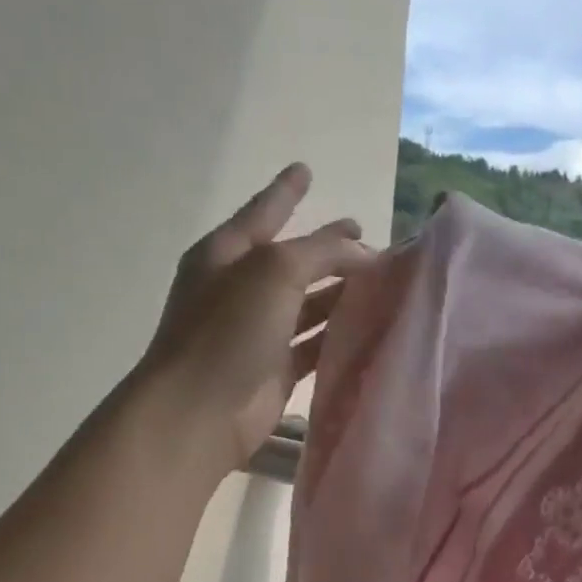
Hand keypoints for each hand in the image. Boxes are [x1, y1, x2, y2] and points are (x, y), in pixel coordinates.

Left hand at [138, 163, 371, 471]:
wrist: (200, 412)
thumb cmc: (228, 330)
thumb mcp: (274, 272)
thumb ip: (321, 252)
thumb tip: (363, 251)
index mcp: (227, 254)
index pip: (263, 212)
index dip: (285, 191)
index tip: (306, 169)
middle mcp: (240, 289)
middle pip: (292, 261)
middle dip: (327, 249)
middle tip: (365, 237)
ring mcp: (257, 332)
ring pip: (307, 304)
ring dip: (339, 293)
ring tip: (381, 282)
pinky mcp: (275, 371)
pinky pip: (314, 345)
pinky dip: (339, 335)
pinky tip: (370, 328)